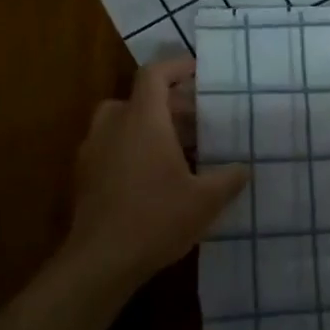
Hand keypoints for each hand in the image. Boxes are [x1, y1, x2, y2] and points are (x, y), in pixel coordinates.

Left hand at [67, 59, 248, 288]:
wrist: (100, 262)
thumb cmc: (156, 219)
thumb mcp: (205, 200)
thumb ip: (228, 178)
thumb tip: (244, 167)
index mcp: (143, 120)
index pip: (154, 74)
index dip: (176, 67)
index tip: (199, 73)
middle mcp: (113, 126)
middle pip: (139, 98)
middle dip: (169, 104)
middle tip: (197, 120)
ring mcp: (93, 151)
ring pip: (123, 123)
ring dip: (149, 126)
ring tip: (178, 149)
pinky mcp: (84, 176)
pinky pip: (112, 147)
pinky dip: (133, 148)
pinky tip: (154, 177)